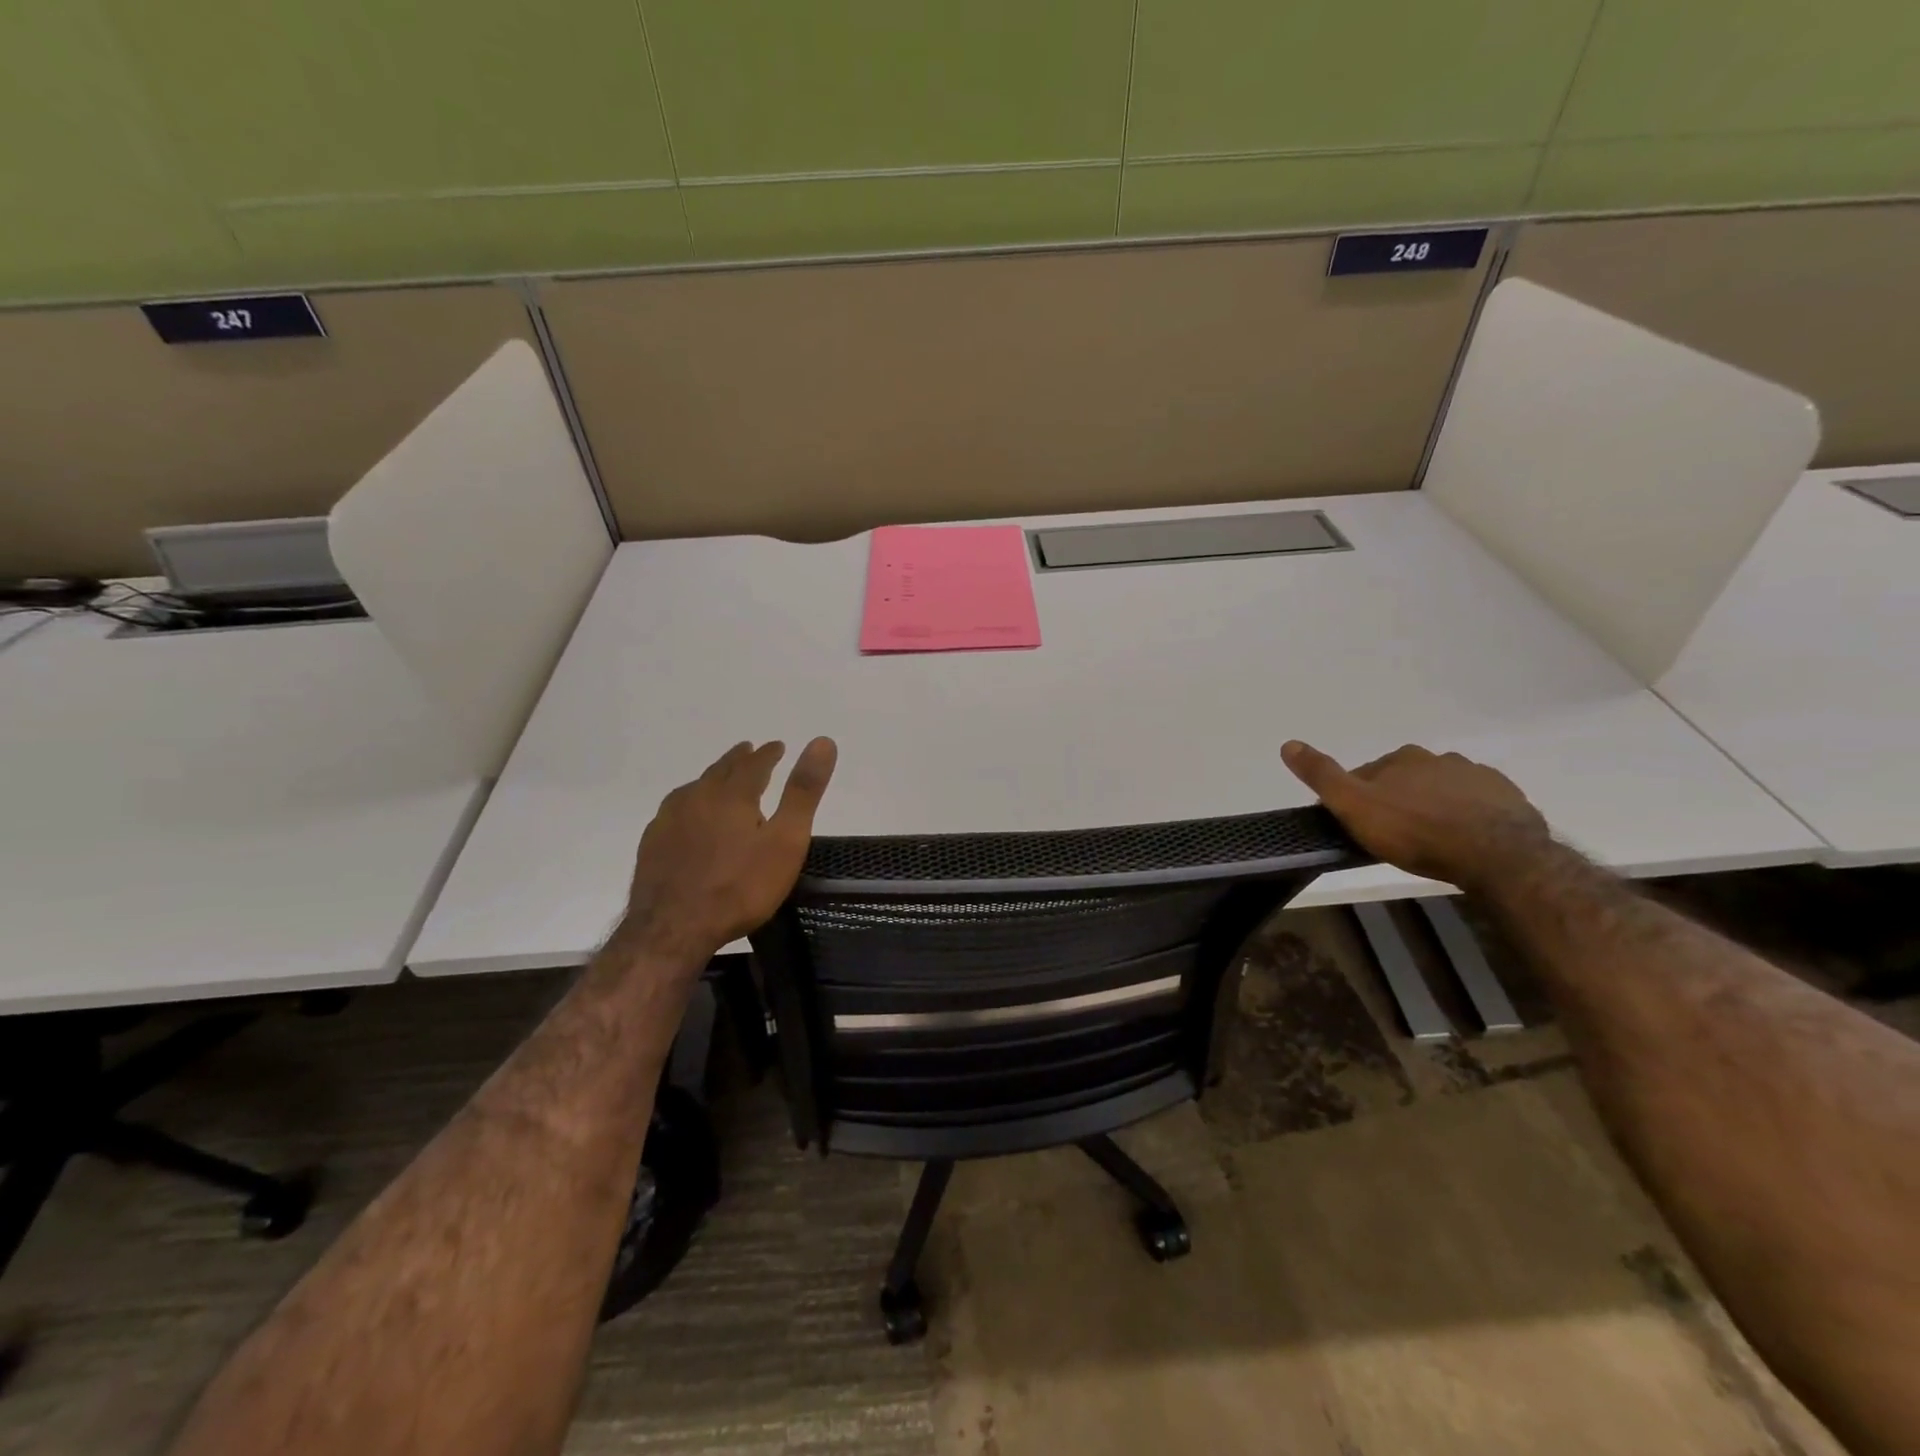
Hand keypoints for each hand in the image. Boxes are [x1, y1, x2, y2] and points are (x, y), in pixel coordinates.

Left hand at [621, 738, 837, 962]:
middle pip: (721, 770)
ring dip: (712, 777)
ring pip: (695, 787)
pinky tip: (688, 815)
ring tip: (720, 777)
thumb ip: (803, 792)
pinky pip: (674, 810)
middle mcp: (698, 797)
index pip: (754, 764)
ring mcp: (669, 820)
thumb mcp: (786, 841)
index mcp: (733, 795)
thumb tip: (822, 741)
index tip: (778, 745)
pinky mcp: (652, 844)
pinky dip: (689, 802)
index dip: (769, 753)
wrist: (672, 929)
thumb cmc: (740, 887)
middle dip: (739, 759)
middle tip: (749, 750)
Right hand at [1282, 740, 1550, 892]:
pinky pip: (1478, 804)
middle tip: (1393, 835)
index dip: (1358, 797)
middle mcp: (1438, 758)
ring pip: (1443, 789)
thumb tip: (1288, 743)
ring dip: (1432, 806)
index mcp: (1400, 758)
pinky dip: (1467, 816)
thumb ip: (1322, 776)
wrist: (1498, 855)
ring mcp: (1477, 776)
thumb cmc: (1415, 831)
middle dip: (1397, 799)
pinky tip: (1464, 840)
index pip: (1368, 773)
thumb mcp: (1354, 807)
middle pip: (1406, 778)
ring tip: (1429, 840)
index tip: (1358, 823)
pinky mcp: (1508, 798)